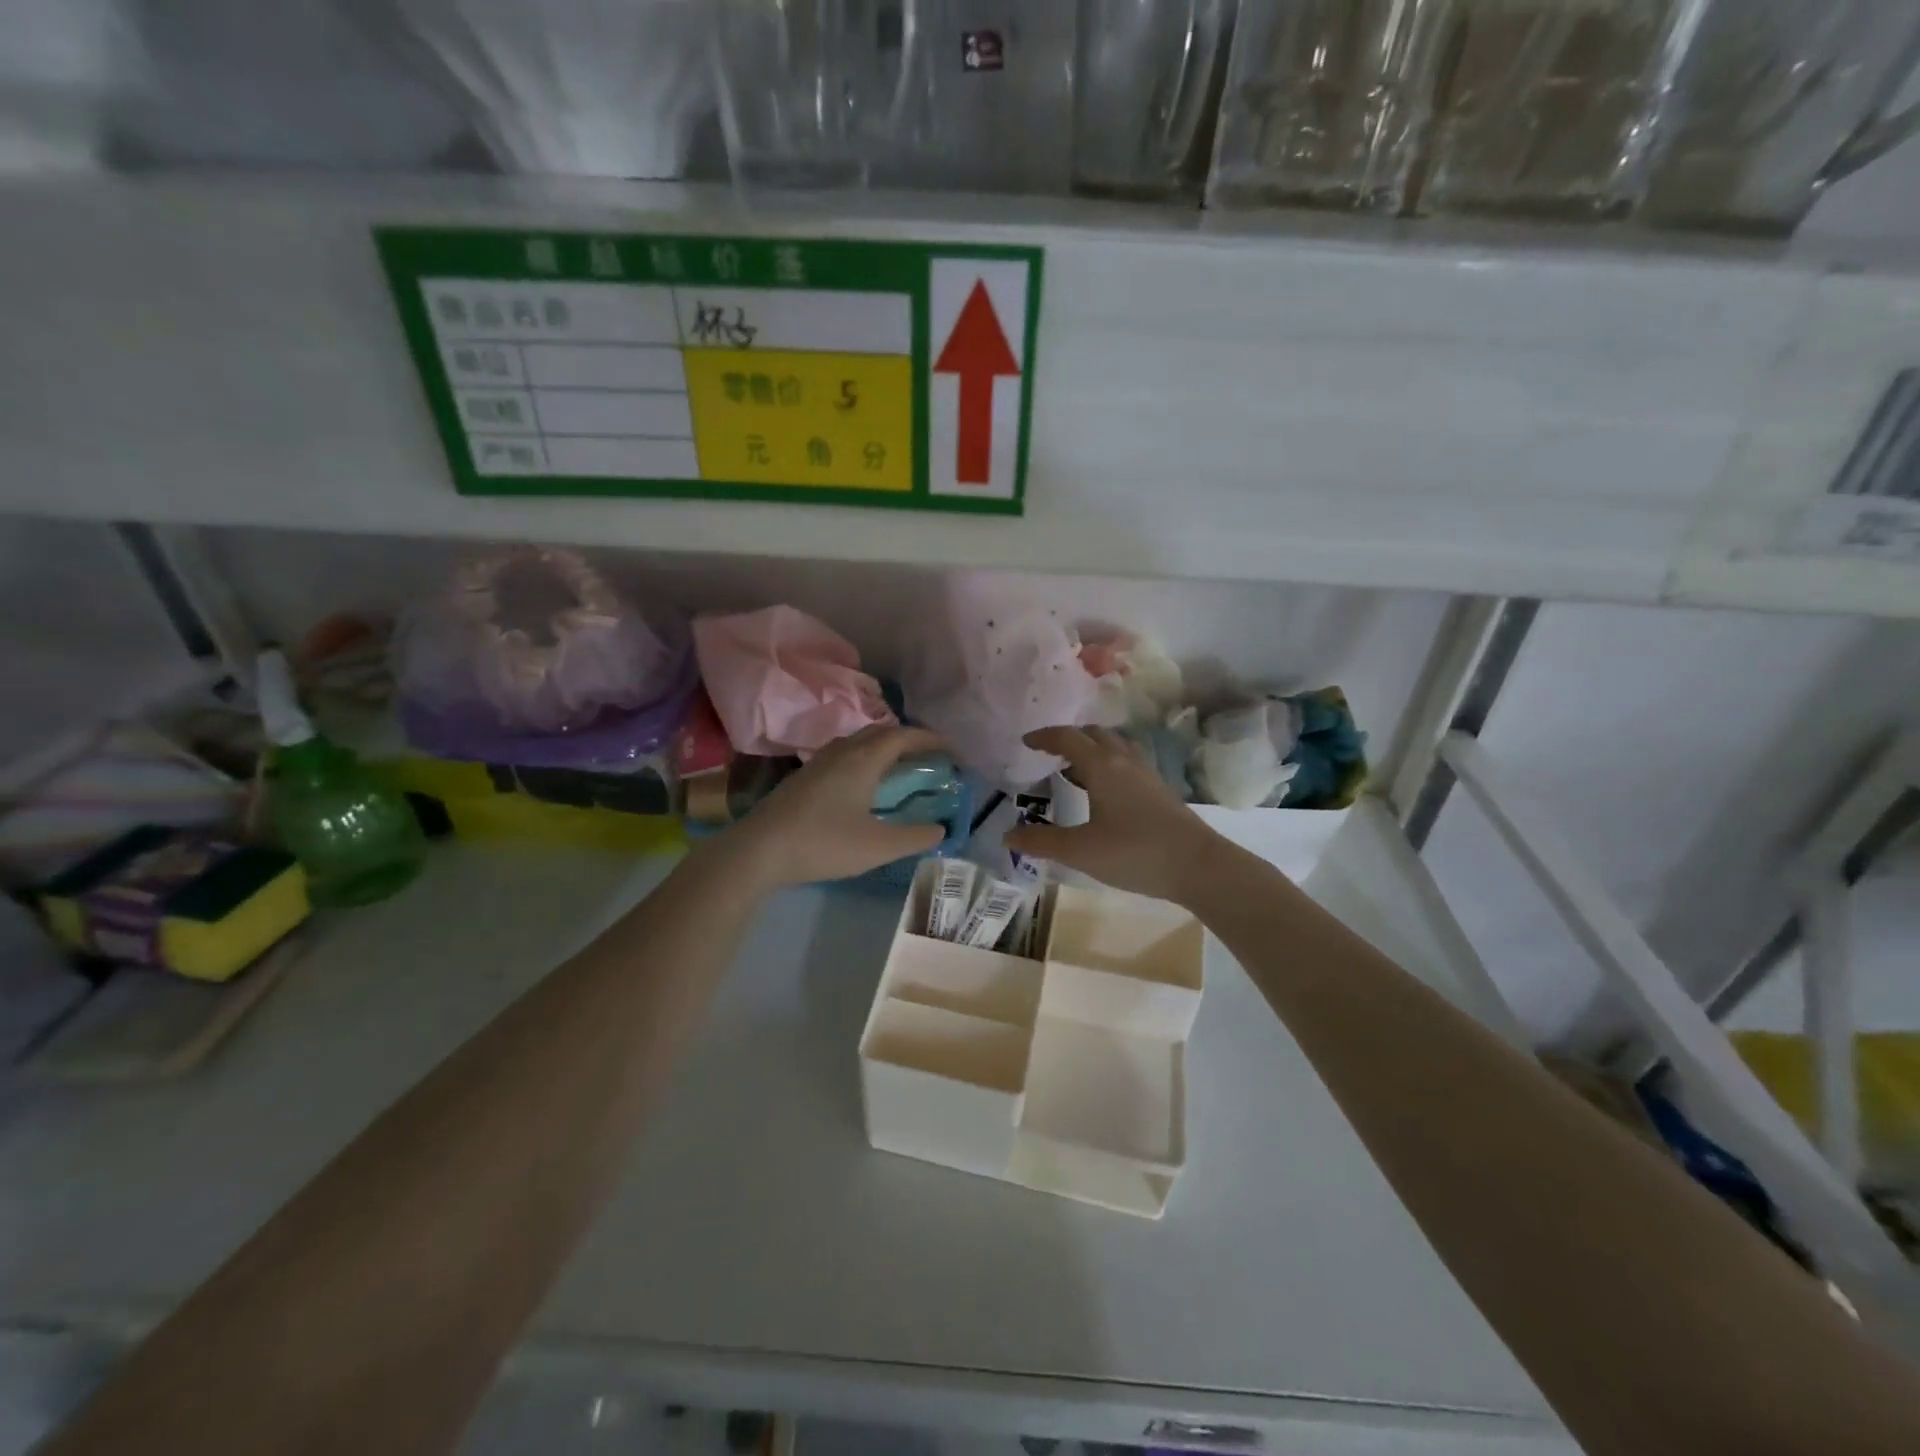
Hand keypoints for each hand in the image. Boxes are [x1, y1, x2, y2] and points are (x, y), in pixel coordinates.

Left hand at [720, 725, 948, 888]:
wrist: (759, 850)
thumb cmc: (824, 843)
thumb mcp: (878, 846)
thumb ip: (914, 837)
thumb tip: (940, 829)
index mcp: (863, 760)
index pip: (903, 736)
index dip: (930, 739)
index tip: (951, 749)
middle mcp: (842, 752)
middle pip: (880, 732)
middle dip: (907, 739)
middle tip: (928, 756)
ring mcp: (818, 763)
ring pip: (858, 742)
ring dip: (883, 747)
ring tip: (898, 766)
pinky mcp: (803, 777)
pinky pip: (843, 755)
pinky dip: (863, 759)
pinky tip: (861, 784)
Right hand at [1004, 726, 1225, 904]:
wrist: (1198, 866)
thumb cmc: (1134, 852)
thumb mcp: (1080, 851)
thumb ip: (1041, 842)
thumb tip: (1007, 835)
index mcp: (1102, 766)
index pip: (1068, 737)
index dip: (1044, 737)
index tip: (1026, 742)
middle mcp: (1124, 760)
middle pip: (1094, 734)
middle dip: (1070, 738)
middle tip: (1049, 754)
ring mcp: (1146, 774)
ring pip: (1114, 747)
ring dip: (1092, 750)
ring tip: (1073, 770)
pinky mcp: (1159, 790)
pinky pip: (1127, 763)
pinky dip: (1108, 765)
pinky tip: (1104, 793)